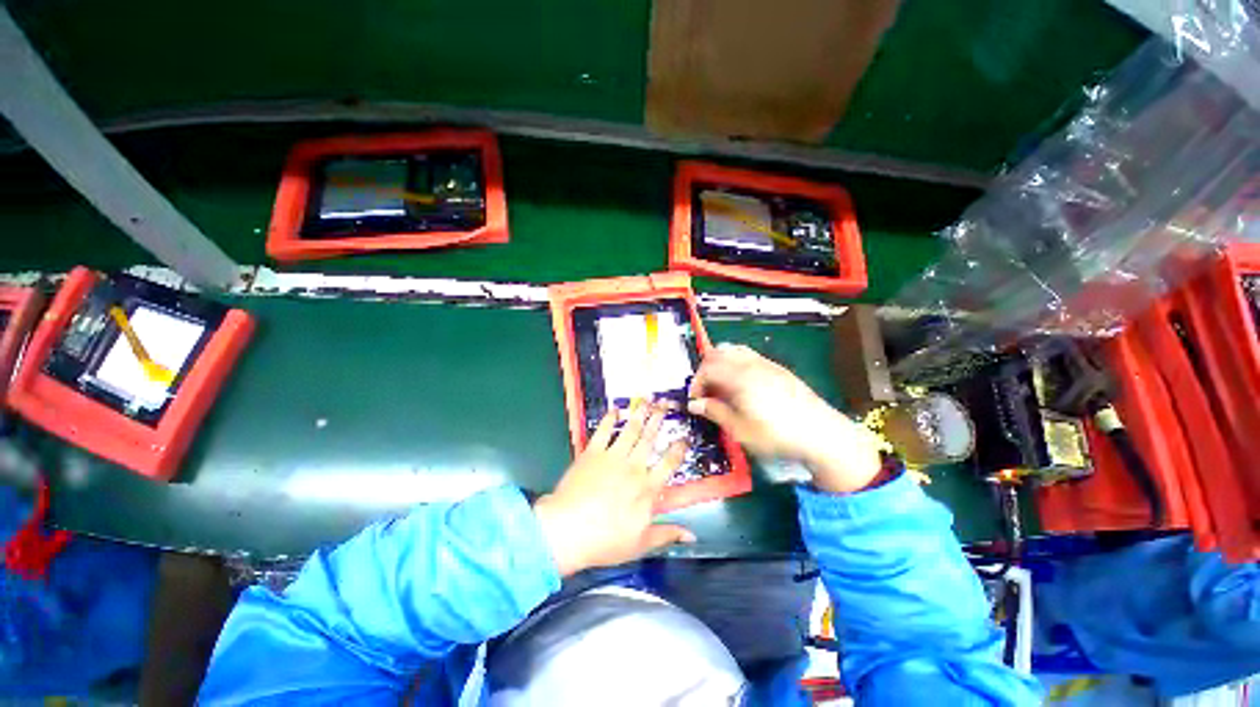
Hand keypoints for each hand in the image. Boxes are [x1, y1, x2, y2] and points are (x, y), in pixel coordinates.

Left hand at [534, 403, 694, 576]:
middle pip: (650, 439)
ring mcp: (612, 457)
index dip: (679, 449)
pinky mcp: (592, 453)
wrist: (567, 530)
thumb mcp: (641, 544)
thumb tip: (692, 535)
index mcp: (647, 488)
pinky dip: (610, 419)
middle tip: (666, 403)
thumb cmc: (605, 541)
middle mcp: (633, 467)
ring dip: (639, 414)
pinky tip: (615, 409)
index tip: (685, 437)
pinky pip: (603, 431)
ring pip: (630, 430)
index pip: (669, 463)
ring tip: (647, 400)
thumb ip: (667, 535)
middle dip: (659, 419)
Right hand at [688, 343, 882, 493]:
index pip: (707, 368)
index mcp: (739, 377)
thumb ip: (715, 412)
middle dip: (705, 369)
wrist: (821, 433)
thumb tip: (694, 404)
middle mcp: (751, 364)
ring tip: (721, 384)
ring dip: (721, 363)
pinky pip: (749, 355)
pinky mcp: (778, 368)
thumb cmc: (776, 434)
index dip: (696, 382)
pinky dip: (736, 363)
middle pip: (718, 353)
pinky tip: (742, 384)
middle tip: (706, 391)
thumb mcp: (740, 429)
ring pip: (734, 350)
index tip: (695, 400)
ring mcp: (766, 363)